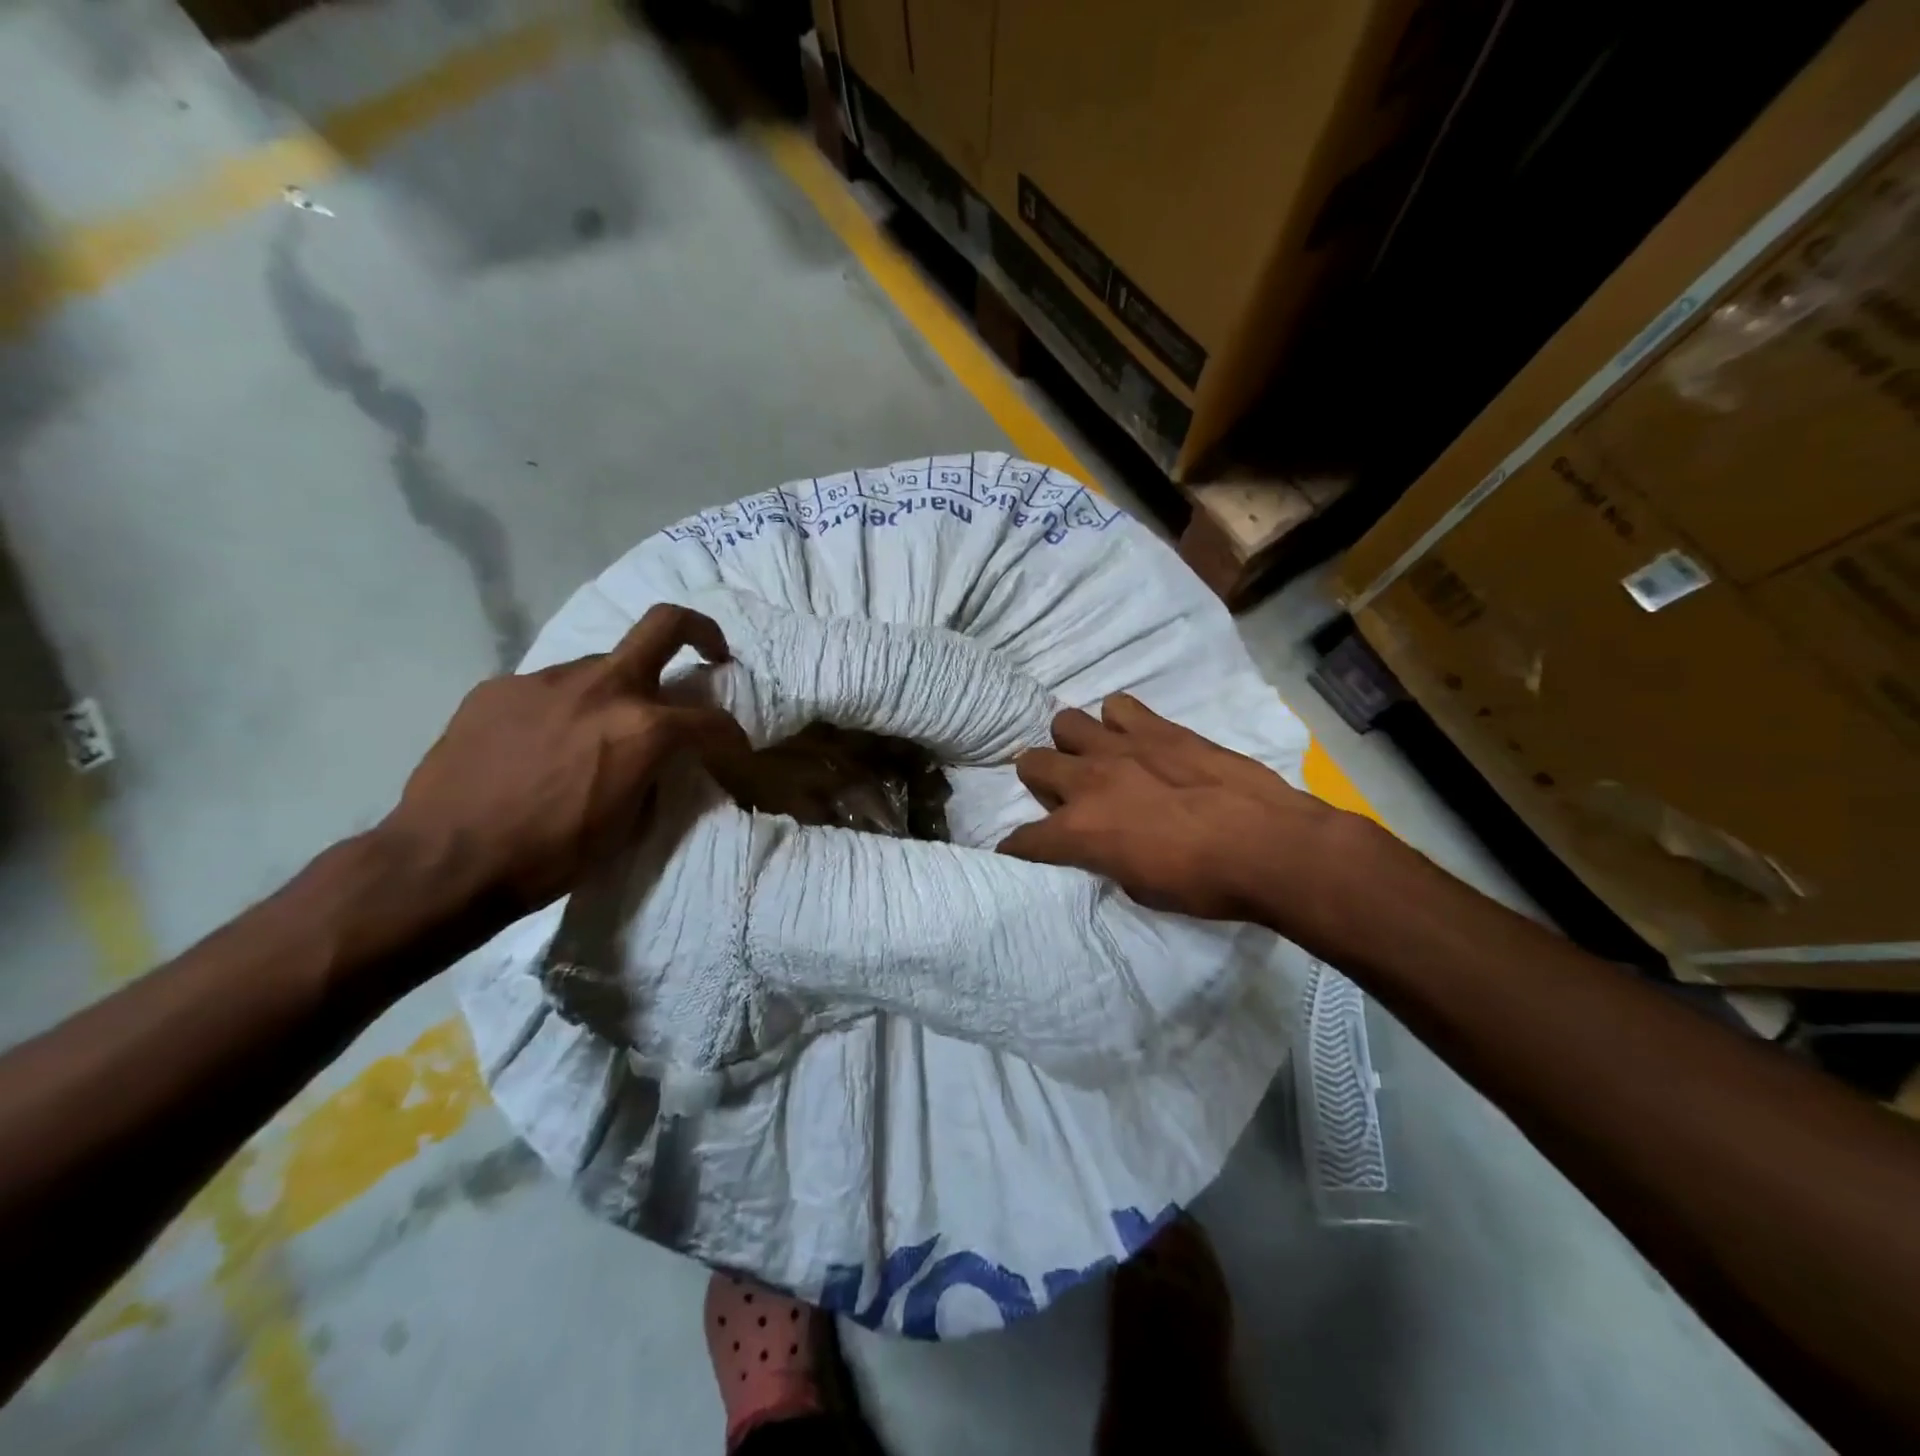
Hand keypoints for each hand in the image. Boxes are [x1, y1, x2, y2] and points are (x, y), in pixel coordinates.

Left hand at [380, 604, 749, 923]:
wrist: (445, 860)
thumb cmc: (551, 855)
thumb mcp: (627, 823)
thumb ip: (652, 773)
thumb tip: (657, 758)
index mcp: (644, 727)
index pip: (711, 720)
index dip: (732, 736)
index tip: (734, 749)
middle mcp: (602, 687)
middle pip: (664, 625)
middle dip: (700, 632)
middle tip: (711, 653)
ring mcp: (546, 679)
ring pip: (600, 666)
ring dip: (616, 690)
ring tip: (595, 732)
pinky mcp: (499, 687)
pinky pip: (548, 688)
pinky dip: (561, 709)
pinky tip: (538, 746)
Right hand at [999, 694, 1345, 922]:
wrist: (1267, 846)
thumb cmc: (1204, 884)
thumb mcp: (1139, 889)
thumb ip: (1106, 858)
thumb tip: (1102, 845)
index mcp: (1078, 832)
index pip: (1023, 839)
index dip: (1018, 847)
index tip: (1022, 850)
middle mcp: (1086, 782)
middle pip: (1031, 763)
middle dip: (1039, 780)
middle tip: (1065, 796)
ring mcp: (1120, 747)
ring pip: (1066, 723)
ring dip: (1075, 744)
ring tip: (1099, 760)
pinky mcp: (1158, 728)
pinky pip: (1119, 706)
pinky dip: (1120, 721)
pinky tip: (1138, 739)